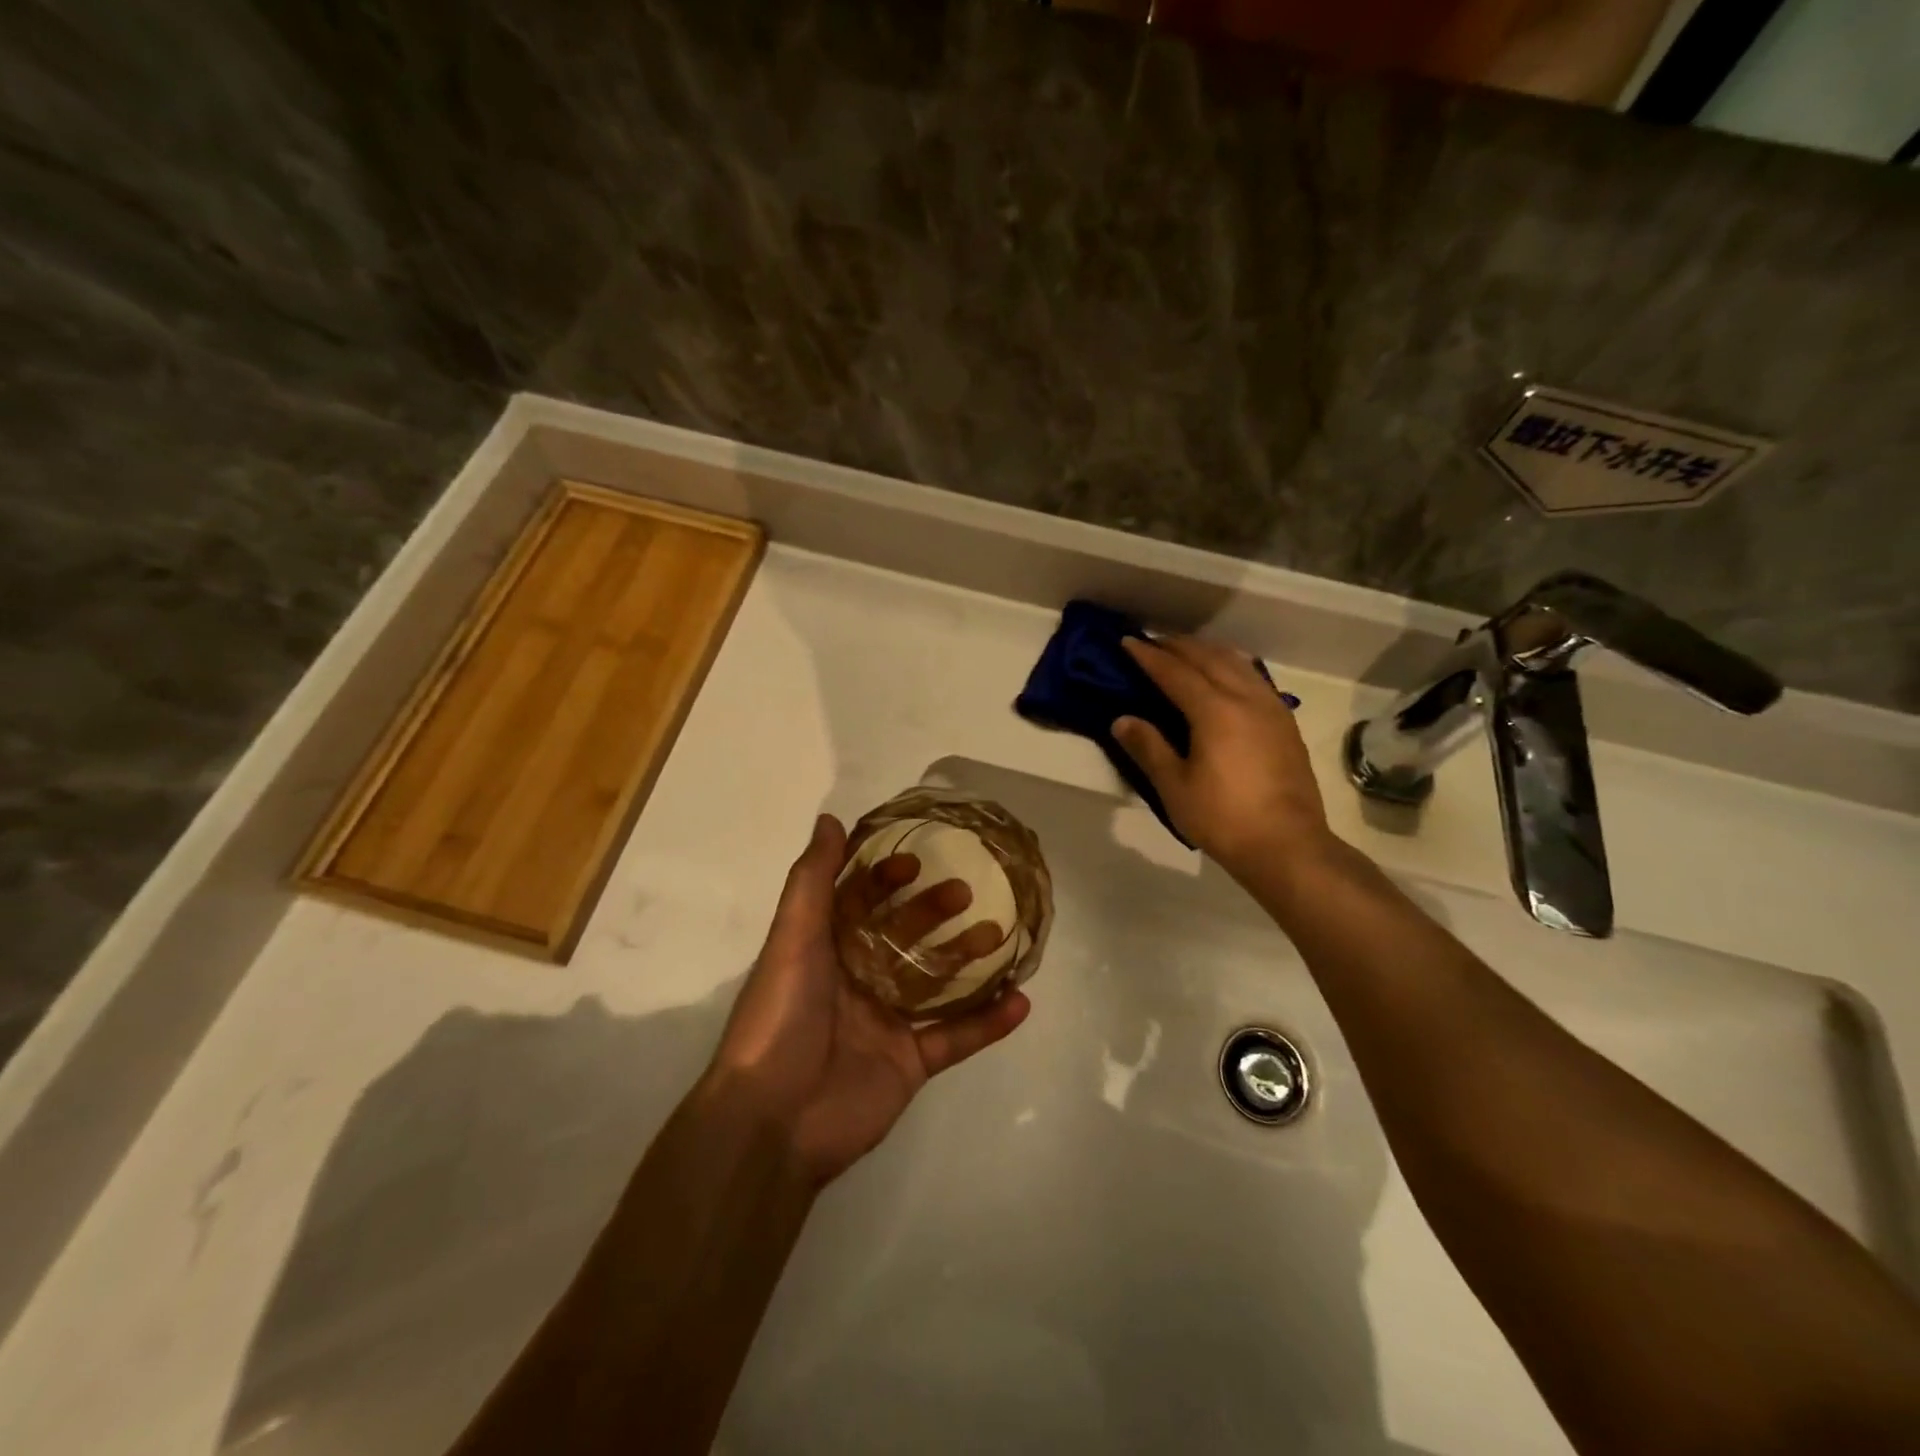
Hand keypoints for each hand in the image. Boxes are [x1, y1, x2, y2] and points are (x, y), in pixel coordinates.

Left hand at [709, 815, 1030, 1186]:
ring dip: (968, 958)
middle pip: (903, 937)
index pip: (859, 902)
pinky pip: (956, 1037)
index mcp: (824, 951)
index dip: (885, 880)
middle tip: (965, 892)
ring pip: (936, 982)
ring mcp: (886, 1024)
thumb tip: (830, 820)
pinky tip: (1021, 1001)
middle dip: (933, 911)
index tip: (915, 863)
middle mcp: (856, 981)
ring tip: (1000, 934)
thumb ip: (813, 880)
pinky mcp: (910, 1064)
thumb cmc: (780, 1017)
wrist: (773, 1122)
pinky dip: (989, 1022)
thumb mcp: (792, 939)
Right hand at [1113, 635, 1329, 878]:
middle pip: (1208, 657)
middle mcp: (1245, 698)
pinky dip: (1233, 665)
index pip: (1175, 671)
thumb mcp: (1175, 787)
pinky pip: (1255, 677)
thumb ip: (1148, 748)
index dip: (1149, 656)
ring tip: (1187, 651)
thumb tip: (1122, 719)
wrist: (1287, 845)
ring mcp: (1271, 708)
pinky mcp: (1285, 723)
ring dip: (1208, 651)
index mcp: (1214, 710)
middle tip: (1153, 642)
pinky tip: (1228, 674)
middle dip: (1178, 646)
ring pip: (1237, 663)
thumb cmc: (1223, 818)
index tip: (1128, 641)